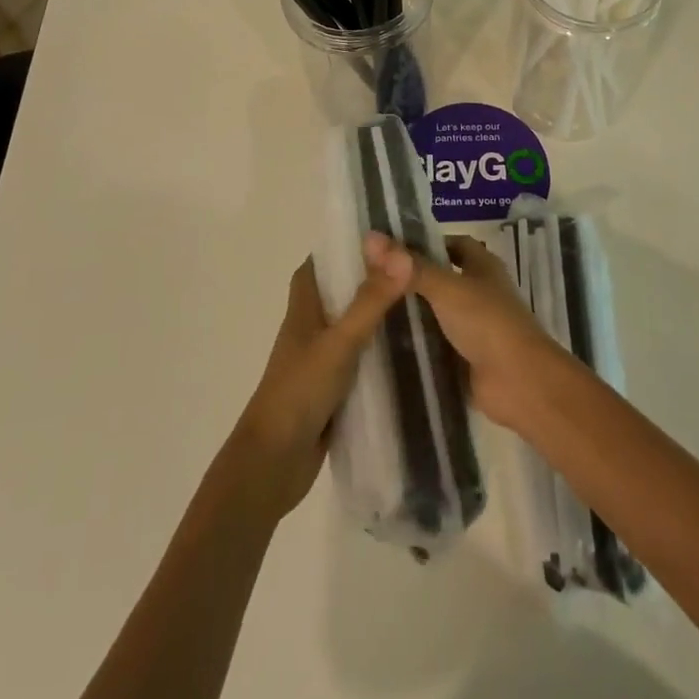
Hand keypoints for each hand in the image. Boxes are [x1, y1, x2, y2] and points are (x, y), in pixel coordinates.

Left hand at [229, 254, 413, 520]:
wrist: (274, 462)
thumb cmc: (300, 391)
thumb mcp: (339, 342)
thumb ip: (370, 301)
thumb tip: (403, 256)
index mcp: (304, 307)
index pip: (321, 263)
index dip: (346, 247)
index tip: (385, 235)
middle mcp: (311, 327)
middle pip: (342, 292)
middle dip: (373, 280)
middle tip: (416, 269)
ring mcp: (321, 358)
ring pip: (353, 326)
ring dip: (380, 316)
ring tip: (424, 304)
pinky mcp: (333, 388)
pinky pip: (361, 359)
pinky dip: (381, 352)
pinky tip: (412, 352)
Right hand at [365, 231, 570, 431]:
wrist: (519, 383)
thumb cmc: (487, 322)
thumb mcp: (446, 287)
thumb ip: (409, 266)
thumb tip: (370, 238)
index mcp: (483, 266)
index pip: (452, 244)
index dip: (425, 242)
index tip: (389, 247)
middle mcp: (479, 292)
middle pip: (441, 278)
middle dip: (410, 278)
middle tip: (370, 278)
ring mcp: (474, 327)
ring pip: (436, 312)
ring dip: (411, 312)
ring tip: (369, 307)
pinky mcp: (465, 358)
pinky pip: (436, 344)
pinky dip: (416, 343)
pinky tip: (385, 342)